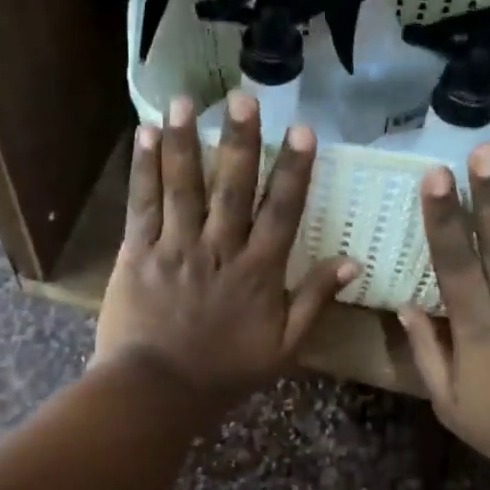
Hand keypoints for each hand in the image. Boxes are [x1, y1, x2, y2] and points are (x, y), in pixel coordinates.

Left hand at [93, 93, 357, 403]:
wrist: (156, 392)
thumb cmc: (224, 372)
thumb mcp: (284, 348)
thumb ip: (314, 301)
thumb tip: (351, 262)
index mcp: (257, 272)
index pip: (282, 212)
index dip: (294, 170)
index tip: (304, 131)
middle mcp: (218, 250)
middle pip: (231, 188)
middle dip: (239, 141)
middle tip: (244, 97)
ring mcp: (175, 248)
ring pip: (183, 187)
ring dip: (185, 141)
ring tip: (186, 101)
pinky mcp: (137, 253)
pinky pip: (142, 205)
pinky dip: (144, 169)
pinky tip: (145, 134)